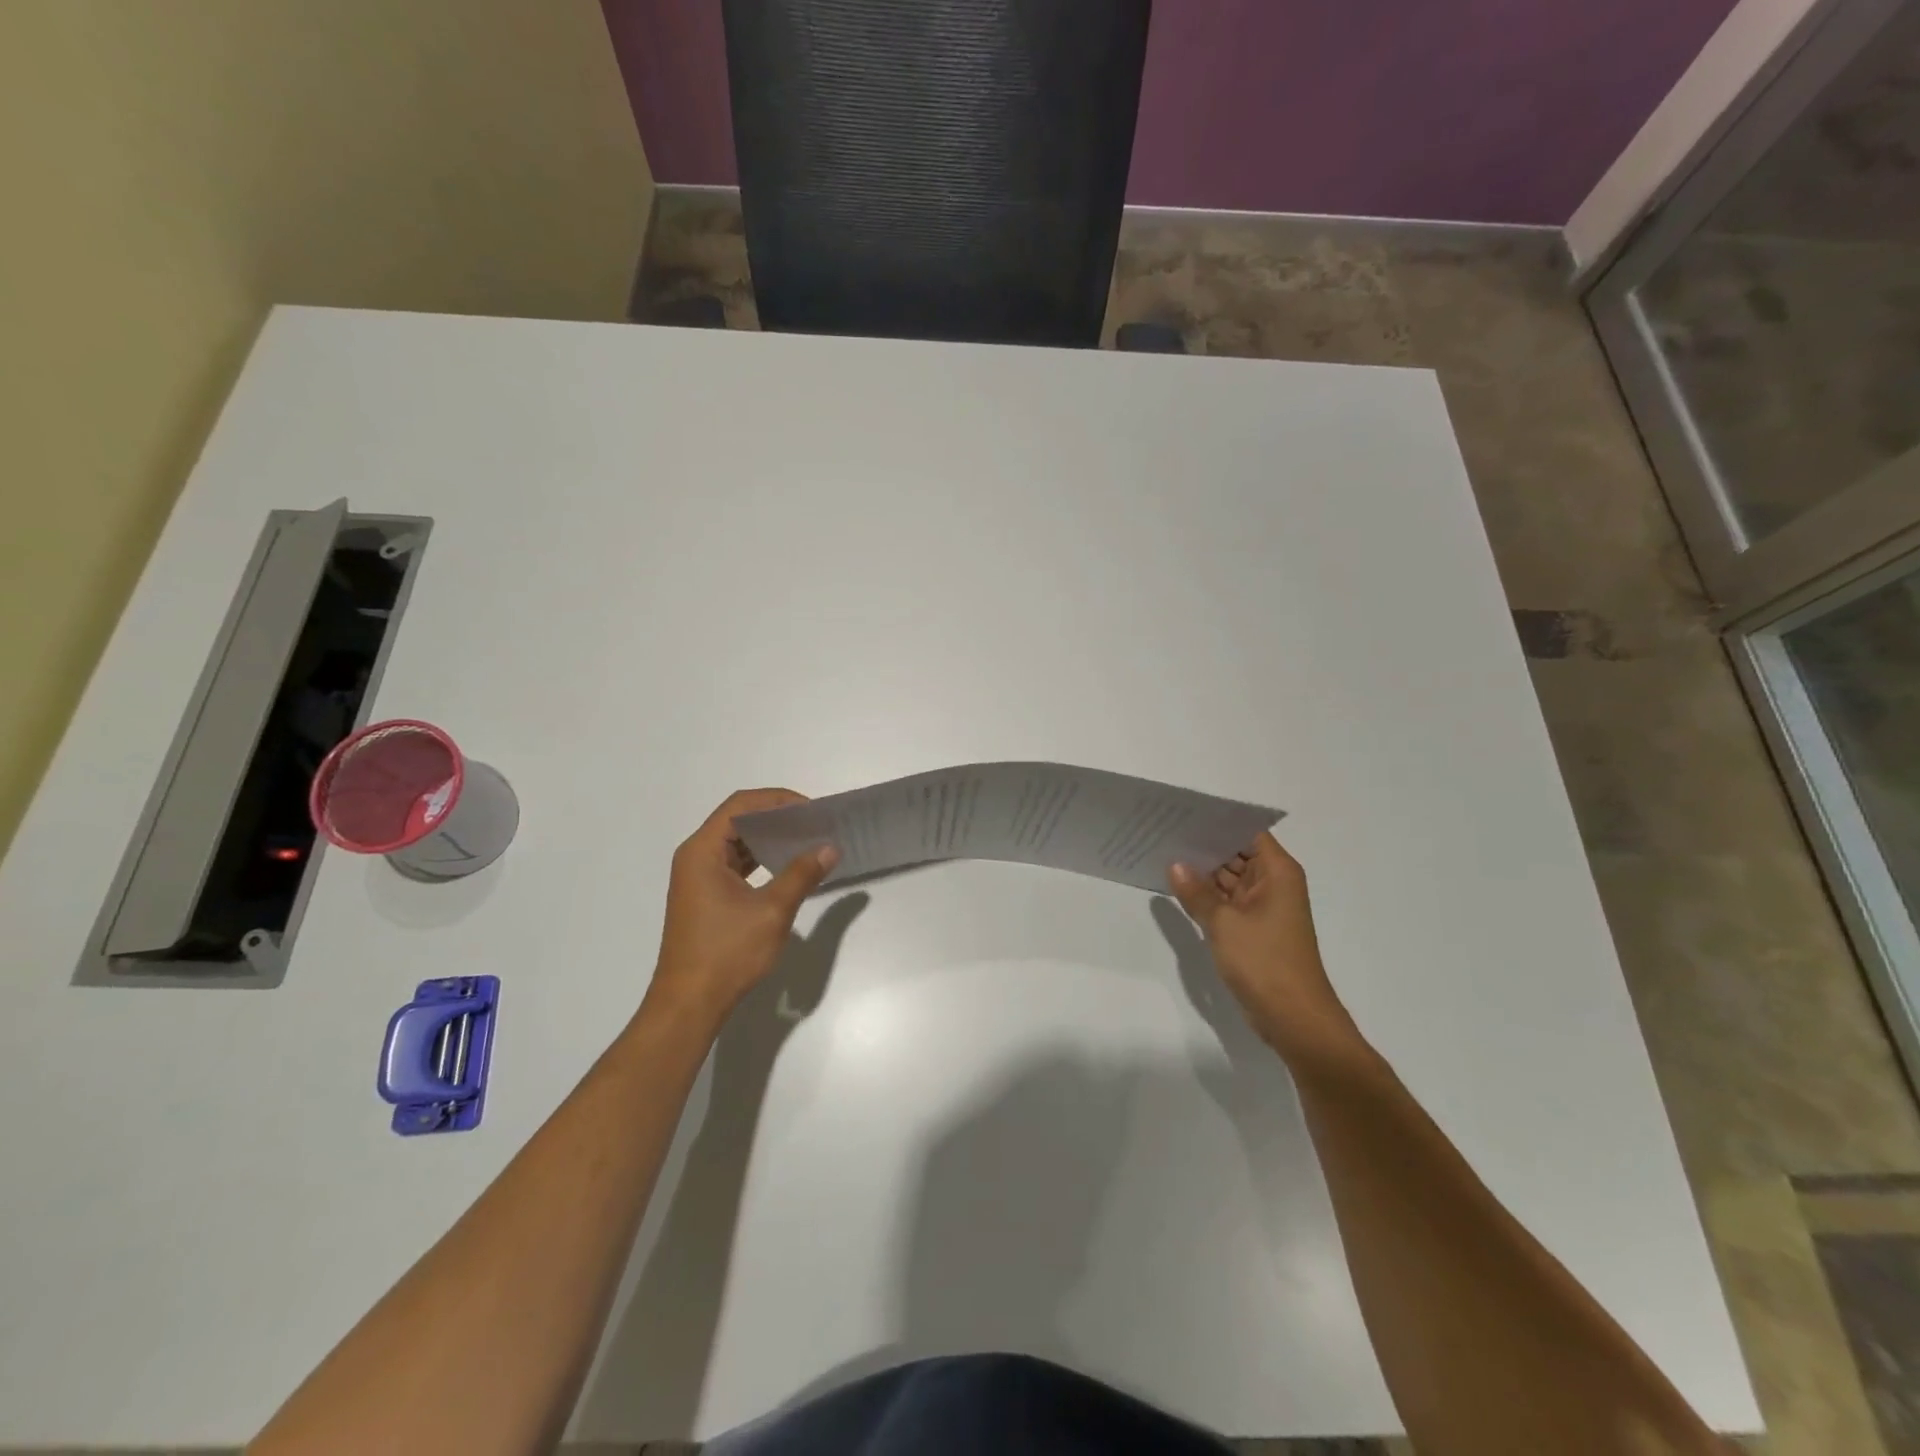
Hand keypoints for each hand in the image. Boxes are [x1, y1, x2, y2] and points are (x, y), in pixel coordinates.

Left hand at [646, 789, 839, 1028]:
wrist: (689, 1005)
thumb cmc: (726, 953)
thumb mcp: (772, 911)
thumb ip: (802, 874)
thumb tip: (830, 847)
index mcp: (702, 851)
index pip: (740, 805)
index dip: (777, 800)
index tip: (811, 810)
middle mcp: (695, 858)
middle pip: (737, 820)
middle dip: (777, 818)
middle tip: (814, 824)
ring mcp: (697, 879)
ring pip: (736, 844)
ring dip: (770, 840)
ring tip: (807, 842)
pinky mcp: (705, 898)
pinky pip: (735, 865)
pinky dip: (760, 861)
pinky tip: (787, 868)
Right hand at [1168, 832, 1358, 1061]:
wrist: (1295, 1019)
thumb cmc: (1265, 962)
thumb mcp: (1223, 923)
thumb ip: (1197, 892)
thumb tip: (1175, 865)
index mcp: (1277, 872)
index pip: (1247, 832)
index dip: (1218, 822)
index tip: (1184, 813)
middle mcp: (1274, 884)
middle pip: (1237, 853)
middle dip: (1204, 845)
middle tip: (1164, 830)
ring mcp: (1264, 908)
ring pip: (1230, 879)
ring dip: (1203, 871)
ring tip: (1164, 852)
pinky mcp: (1254, 929)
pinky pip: (1228, 902)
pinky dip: (1207, 896)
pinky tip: (1177, 887)